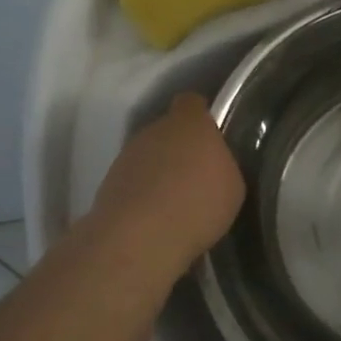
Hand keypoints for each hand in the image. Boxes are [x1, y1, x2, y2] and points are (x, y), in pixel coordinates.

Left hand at [86, 93, 245, 277]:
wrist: (139, 238)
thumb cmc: (197, 203)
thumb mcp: (232, 186)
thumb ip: (222, 165)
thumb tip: (212, 166)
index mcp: (189, 122)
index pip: (192, 103)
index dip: (201, 116)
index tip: (211, 136)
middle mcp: (154, 130)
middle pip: (168, 130)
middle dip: (179, 149)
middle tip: (195, 177)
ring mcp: (127, 156)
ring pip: (148, 156)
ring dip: (158, 173)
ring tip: (173, 204)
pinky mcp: (108, 184)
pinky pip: (133, 182)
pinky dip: (141, 195)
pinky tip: (154, 220)